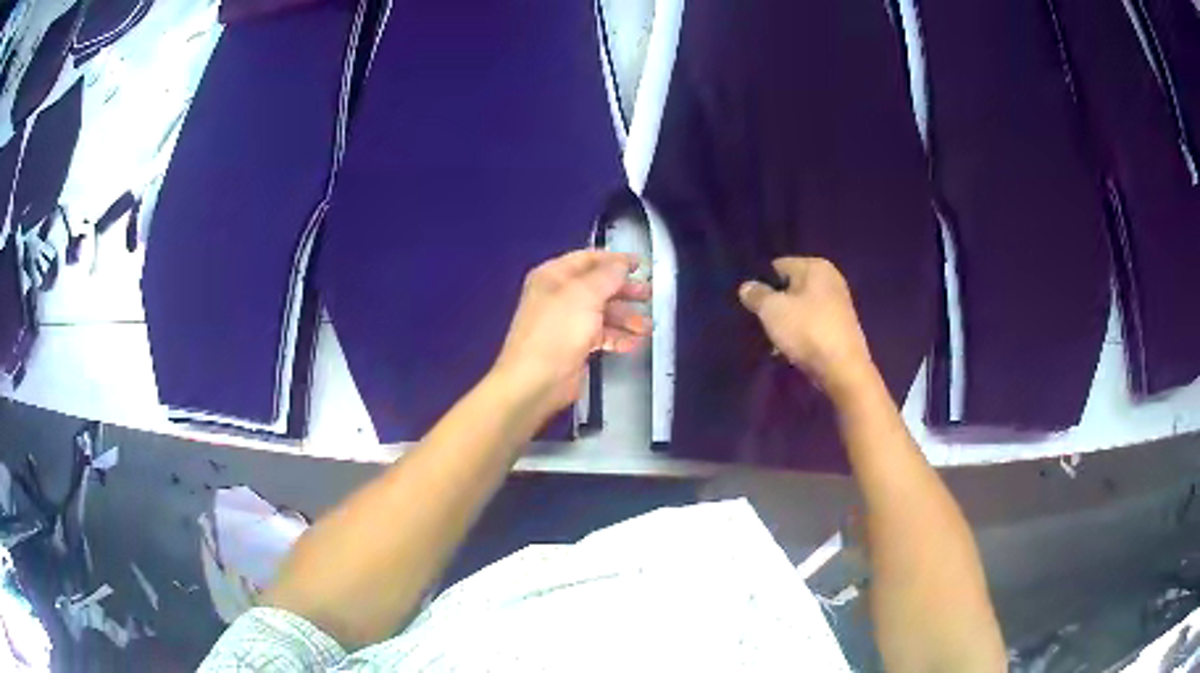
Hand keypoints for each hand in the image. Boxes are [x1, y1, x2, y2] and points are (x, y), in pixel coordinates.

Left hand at [493, 250, 651, 412]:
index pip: (588, 259)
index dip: (615, 260)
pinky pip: (600, 336)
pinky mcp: (574, 346)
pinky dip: (617, 337)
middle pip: (598, 287)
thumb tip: (623, 263)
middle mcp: (559, 296)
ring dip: (626, 318)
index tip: (641, 265)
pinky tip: (634, 343)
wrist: (535, 381)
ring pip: (602, 313)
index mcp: (553, 276)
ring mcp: (566, 322)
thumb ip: (608, 275)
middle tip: (649, 295)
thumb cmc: (557, 331)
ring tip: (648, 327)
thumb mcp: (585, 294)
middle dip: (625, 291)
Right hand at [738, 257, 874, 397]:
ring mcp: (838, 305)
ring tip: (770, 338)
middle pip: (791, 287)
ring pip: (801, 308)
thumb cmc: (807, 330)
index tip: (749, 301)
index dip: (762, 281)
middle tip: (757, 320)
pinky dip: (799, 334)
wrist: (843, 370)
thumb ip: (757, 295)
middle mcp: (831, 280)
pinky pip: (811, 325)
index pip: (779, 265)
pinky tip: (787, 349)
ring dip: (785, 321)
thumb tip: (746, 287)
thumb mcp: (772, 310)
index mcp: (816, 267)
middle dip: (774, 302)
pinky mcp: (839, 328)